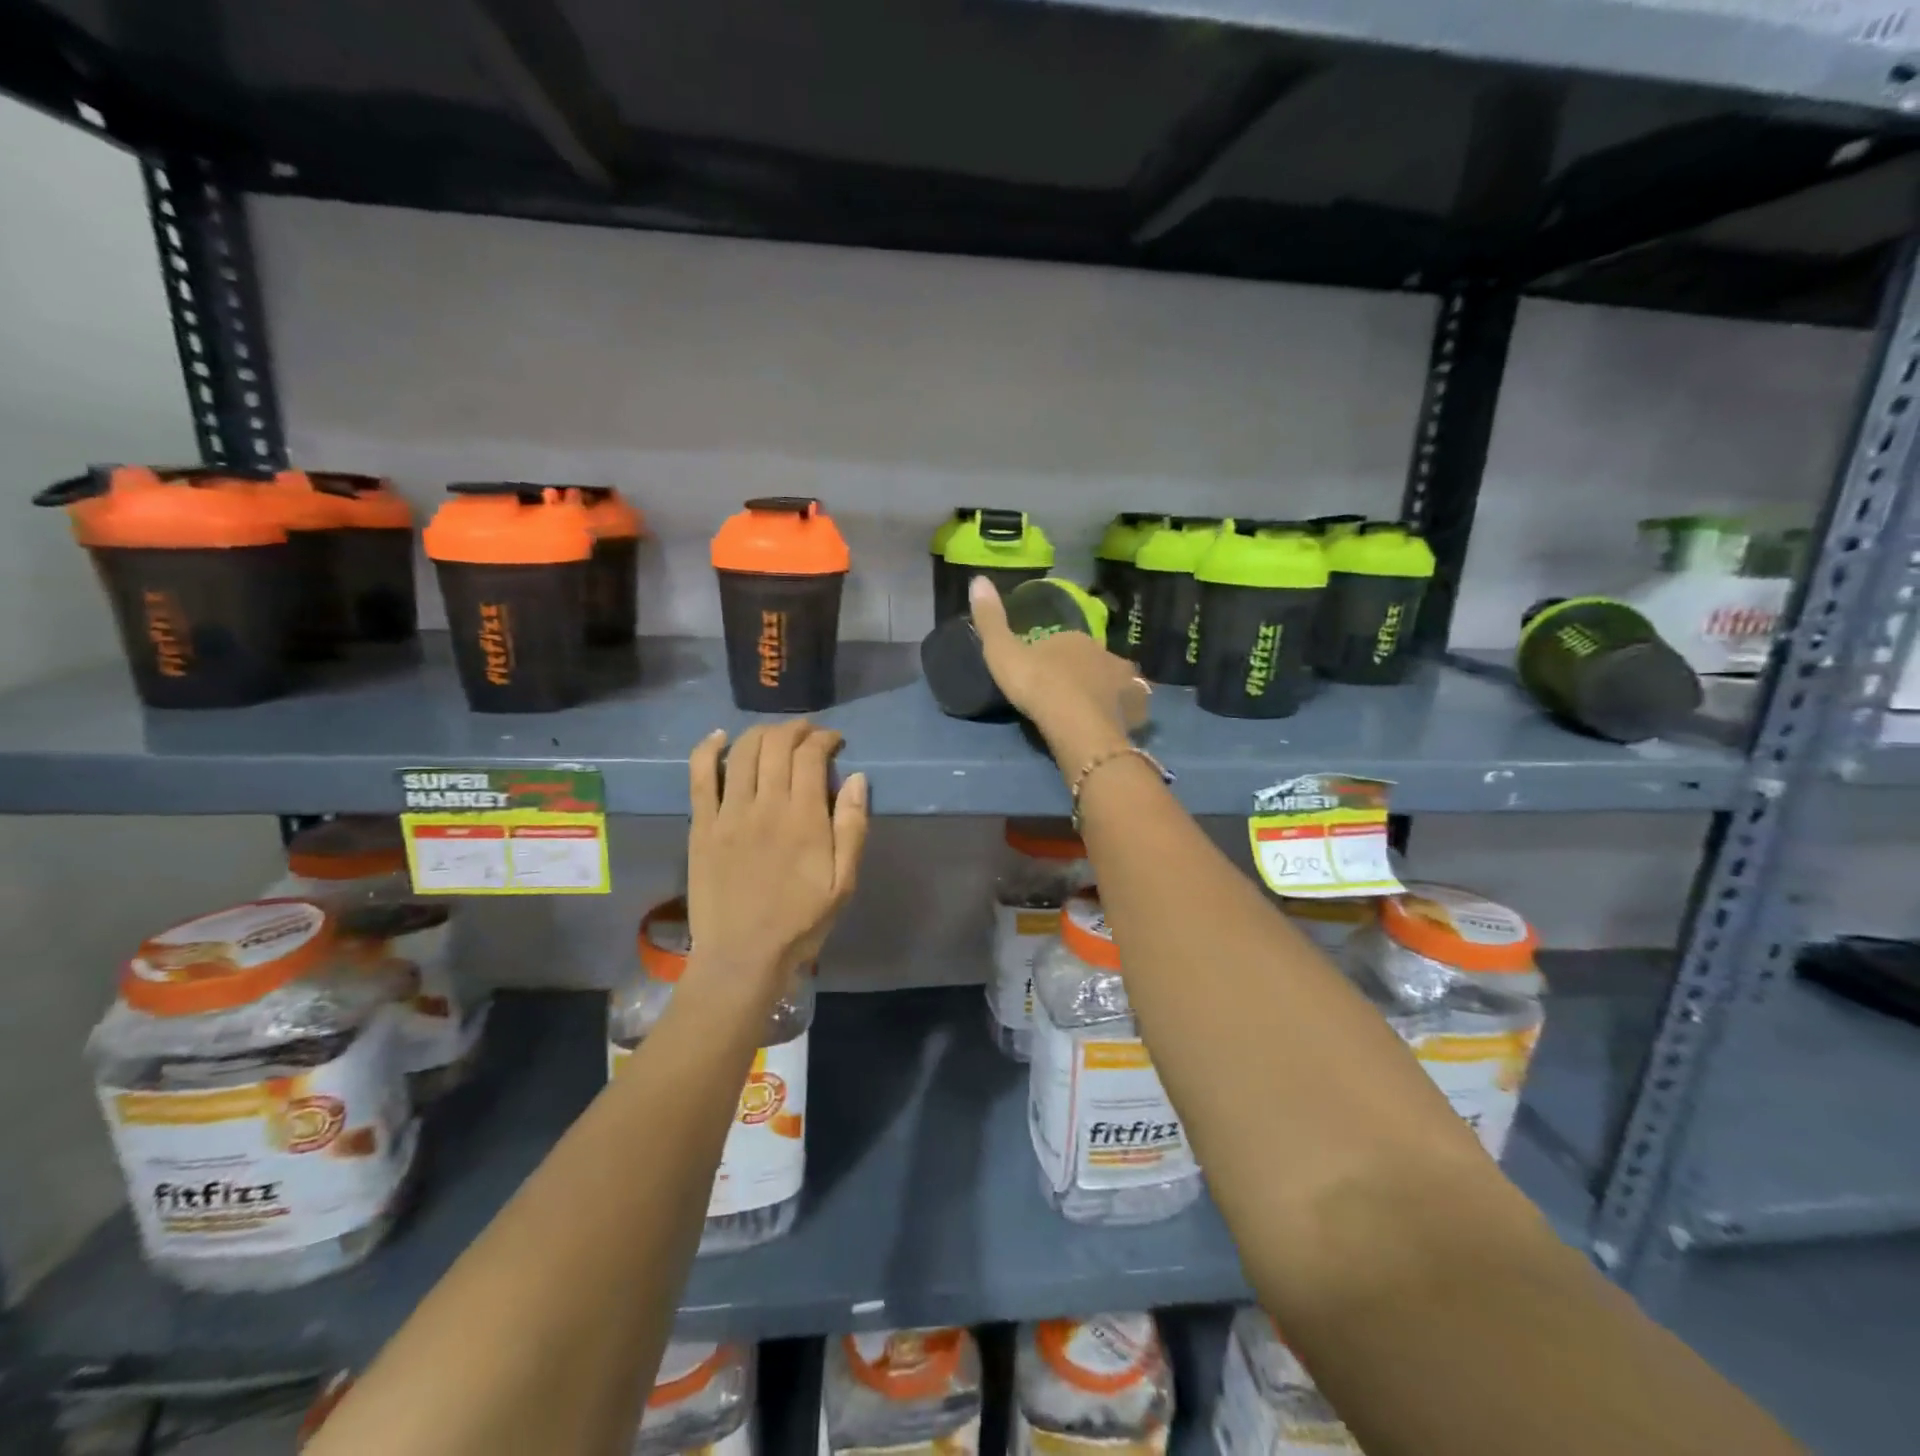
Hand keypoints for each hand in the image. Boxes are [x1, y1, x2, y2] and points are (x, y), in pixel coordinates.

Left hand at [686, 722, 868, 1007]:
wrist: (742, 957)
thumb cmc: (800, 922)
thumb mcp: (843, 882)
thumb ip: (852, 827)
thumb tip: (856, 778)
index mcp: (804, 818)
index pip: (811, 755)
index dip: (824, 738)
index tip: (834, 742)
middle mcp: (765, 805)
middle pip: (777, 744)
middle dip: (796, 729)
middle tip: (808, 733)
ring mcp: (728, 813)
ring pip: (742, 752)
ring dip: (762, 732)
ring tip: (776, 735)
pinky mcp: (701, 826)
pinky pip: (700, 776)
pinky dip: (709, 749)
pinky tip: (720, 738)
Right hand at [969, 575, 1149, 778]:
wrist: (1077, 726)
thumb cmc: (1039, 686)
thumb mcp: (1002, 653)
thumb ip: (990, 621)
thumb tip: (978, 579)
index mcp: (1074, 639)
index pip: (1064, 642)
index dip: (1052, 657)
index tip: (1042, 674)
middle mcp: (1104, 653)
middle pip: (1091, 660)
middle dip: (1082, 671)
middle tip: (1066, 694)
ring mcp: (1124, 681)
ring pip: (1115, 680)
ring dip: (1106, 689)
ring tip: (1093, 709)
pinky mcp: (1135, 709)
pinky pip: (1133, 706)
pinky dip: (1127, 711)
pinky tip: (1118, 722)